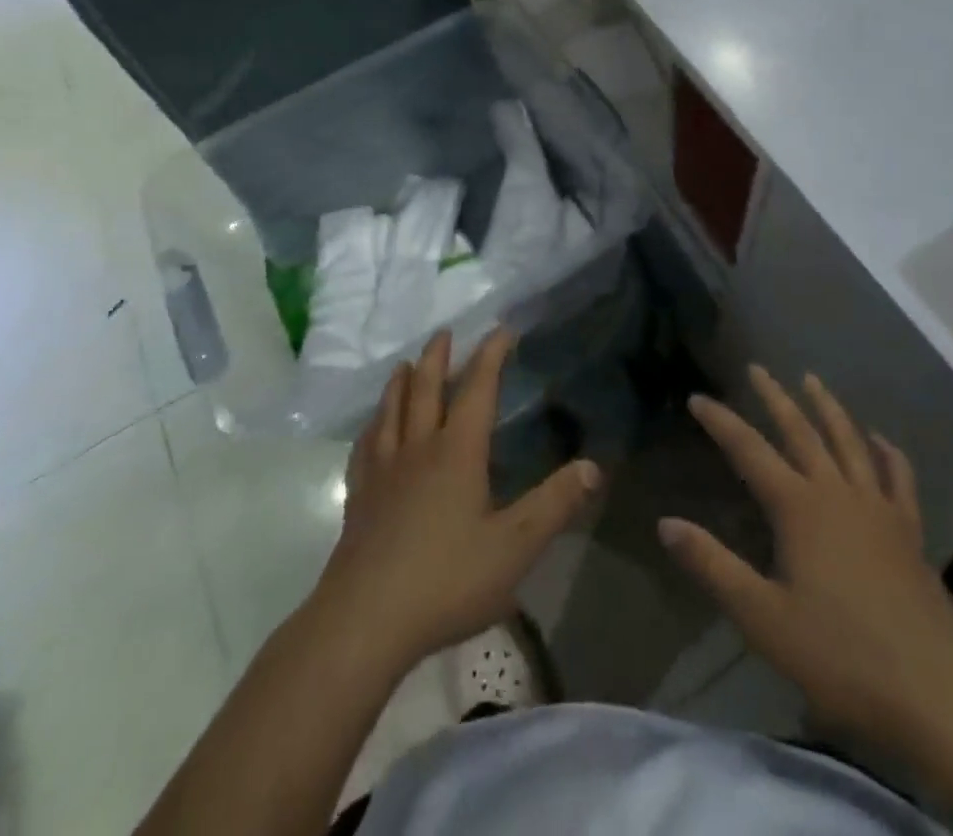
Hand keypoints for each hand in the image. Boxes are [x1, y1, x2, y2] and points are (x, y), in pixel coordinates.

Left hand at [313, 327, 599, 675]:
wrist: (363, 622)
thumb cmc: (446, 580)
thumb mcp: (514, 547)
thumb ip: (554, 505)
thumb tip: (593, 466)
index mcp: (457, 452)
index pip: (477, 389)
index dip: (491, 356)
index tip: (501, 329)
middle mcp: (418, 450)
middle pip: (426, 390)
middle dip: (439, 357)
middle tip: (444, 332)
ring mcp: (383, 473)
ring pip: (391, 412)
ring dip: (401, 383)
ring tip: (405, 365)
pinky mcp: (358, 499)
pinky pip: (365, 448)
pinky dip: (372, 427)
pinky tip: (372, 430)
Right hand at [660, 366, 952, 740]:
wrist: (931, 689)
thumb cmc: (838, 655)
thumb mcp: (762, 617)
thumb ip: (713, 565)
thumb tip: (666, 523)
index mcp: (798, 508)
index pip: (749, 450)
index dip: (720, 421)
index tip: (697, 398)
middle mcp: (836, 492)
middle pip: (800, 431)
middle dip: (775, 397)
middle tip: (758, 368)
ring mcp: (877, 507)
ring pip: (848, 441)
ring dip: (827, 407)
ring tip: (812, 380)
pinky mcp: (909, 529)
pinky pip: (898, 476)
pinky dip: (887, 451)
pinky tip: (879, 438)